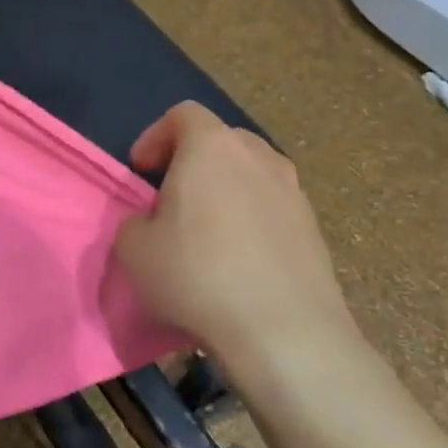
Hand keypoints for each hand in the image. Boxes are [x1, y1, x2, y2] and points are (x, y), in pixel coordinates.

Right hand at [115, 102, 364, 391]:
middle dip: (191, 160)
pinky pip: (272, 208)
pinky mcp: (314, 230)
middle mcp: (258, 158)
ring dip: (224, 190)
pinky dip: (251, 220)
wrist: (284, 332)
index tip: (140, 171)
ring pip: (251, 174)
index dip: (155, 137)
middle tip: (170, 197)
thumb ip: (135, 222)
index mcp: (211, 148)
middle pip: (221, 140)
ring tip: (205, 231)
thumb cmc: (197, 276)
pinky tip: (238, 261)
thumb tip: (152, 224)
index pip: (182, 114)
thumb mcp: (134, 249)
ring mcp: (294, 193)